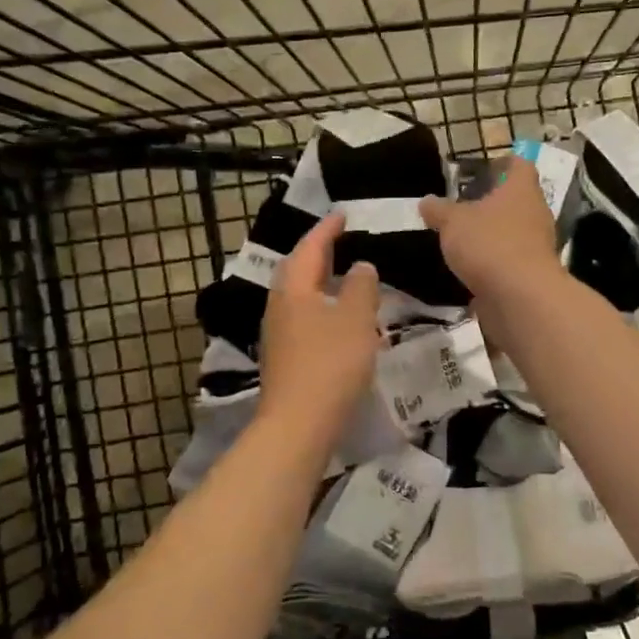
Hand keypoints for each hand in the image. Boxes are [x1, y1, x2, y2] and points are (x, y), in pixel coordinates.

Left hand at [258, 213, 381, 441]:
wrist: (297, 424)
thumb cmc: (330, 364)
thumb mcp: (355, 319)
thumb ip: (361, 286)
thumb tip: (360, 266)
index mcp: (294, 288)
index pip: (310, 247)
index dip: (327, 229)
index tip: (343, 214)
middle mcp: (280, 305)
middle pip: (297, 269)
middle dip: (317, 252)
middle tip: (340, 240)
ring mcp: (278, 333)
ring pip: (298, 295)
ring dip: (318, 280)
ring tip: (342, 275)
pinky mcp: (284, 357)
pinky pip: (302, 317)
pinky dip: (320, 306)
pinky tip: (336, 318)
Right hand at [419, 157, 561, 302]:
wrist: (520, 297)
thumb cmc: (488, 244)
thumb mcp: (452, 222)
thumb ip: (438, 210)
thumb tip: (426, 201)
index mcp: (521, 189)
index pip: (519, 165)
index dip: (501, 164)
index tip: (480, 171)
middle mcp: (535, 213)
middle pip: (516, 199)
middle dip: (491, 203)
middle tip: (463, 207)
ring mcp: (537, 245)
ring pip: (513, 231)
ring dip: (492, 234)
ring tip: (462, 239)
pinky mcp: (531, 273)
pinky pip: (510, 260)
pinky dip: (493, 263)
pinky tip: (470, 269)